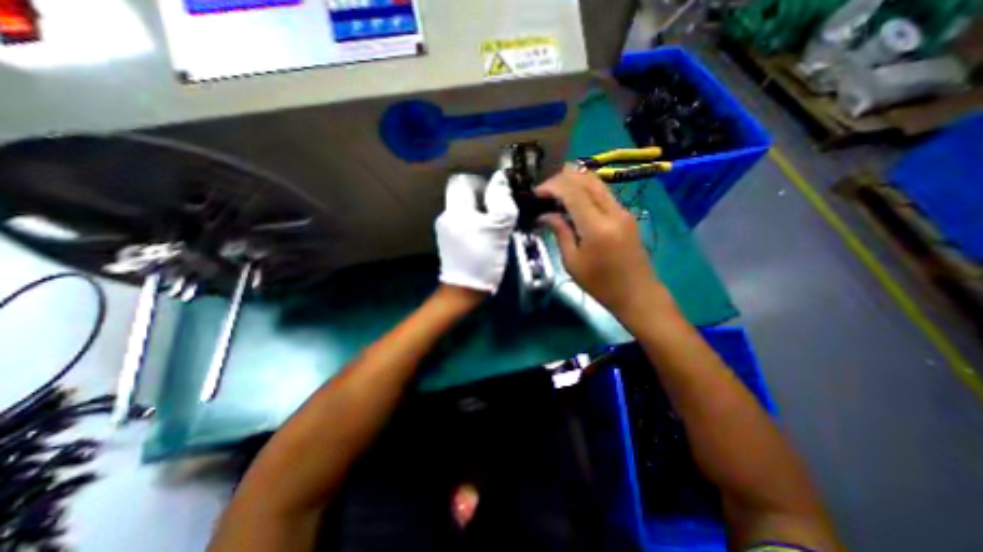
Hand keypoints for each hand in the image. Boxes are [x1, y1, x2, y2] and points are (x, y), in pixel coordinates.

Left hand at [433, 170, 516, 292]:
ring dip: (482, 214)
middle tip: (499, 215)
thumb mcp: (498, 229)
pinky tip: (486, 239)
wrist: (464, 290)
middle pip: (466, 196)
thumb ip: (501, 202)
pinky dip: (476, 225)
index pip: (464, 181)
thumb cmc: (482, 259)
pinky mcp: (450, 241)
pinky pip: (464, 224)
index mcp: (455, 209)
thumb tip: (501, 179)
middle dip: (485, 201)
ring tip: (495, 229)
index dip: (483, 184)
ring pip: (467, 211)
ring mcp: (446, 229)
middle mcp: (447, 215)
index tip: (497, 198)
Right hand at [537, 166, 668, 323]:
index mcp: (597, 226)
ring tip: (555, 195)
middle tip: (544, 192)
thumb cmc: (601, 284)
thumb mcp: (573, 262)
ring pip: (597, 183)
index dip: (552, 186)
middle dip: (562, 179)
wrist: (637, 294)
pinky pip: (603, 194)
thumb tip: (545, 215)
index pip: (573, 191)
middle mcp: (613, 212)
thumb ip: (560, 232)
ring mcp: (623, 211)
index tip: (536, 194)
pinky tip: (573, 203)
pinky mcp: (626, 215)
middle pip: (586, 179)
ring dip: (574, 182)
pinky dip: (585, 191)